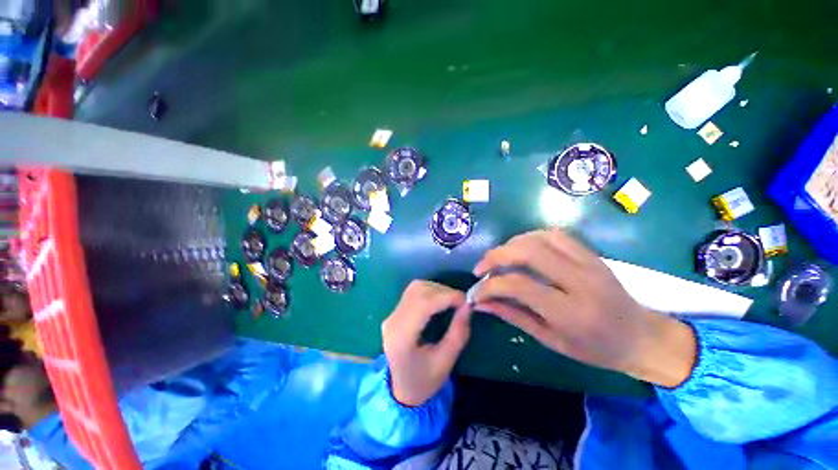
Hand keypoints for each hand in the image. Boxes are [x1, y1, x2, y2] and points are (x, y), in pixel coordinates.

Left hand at [383, 281, 471, 405]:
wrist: (400, 390)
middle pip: (419, 292)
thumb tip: (468, 306)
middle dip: (444, 292)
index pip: (423, 304)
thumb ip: (458, 333)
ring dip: (437, 289)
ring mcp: (392, 314)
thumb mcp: (446, 362)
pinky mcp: (395, 312)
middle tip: (461, 302)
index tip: (465, 301)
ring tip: (452, 301)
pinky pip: (413, 292)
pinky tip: (440, 301)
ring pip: (416, 288)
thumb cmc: (424, 382)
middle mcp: (393, 321)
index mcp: (402, 337)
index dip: (446, 297)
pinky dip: (430, 291)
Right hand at [472, 229, 695, 387]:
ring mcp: (589, 262)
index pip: (519, 285)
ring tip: (498, 259)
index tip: (477, 293)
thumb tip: (481, 303)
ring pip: (540, 237)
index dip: (491, 286)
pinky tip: (520, 250)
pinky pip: (555, 234)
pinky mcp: (591, 253)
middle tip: (481, 268)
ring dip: (511, 244)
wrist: (642, 338)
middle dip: (496, 256)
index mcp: (572, 312)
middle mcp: (581, 281)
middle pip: (528, 251)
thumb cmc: (596, 349)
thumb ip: (513, 316)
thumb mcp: (551, 340)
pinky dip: (530, 238)